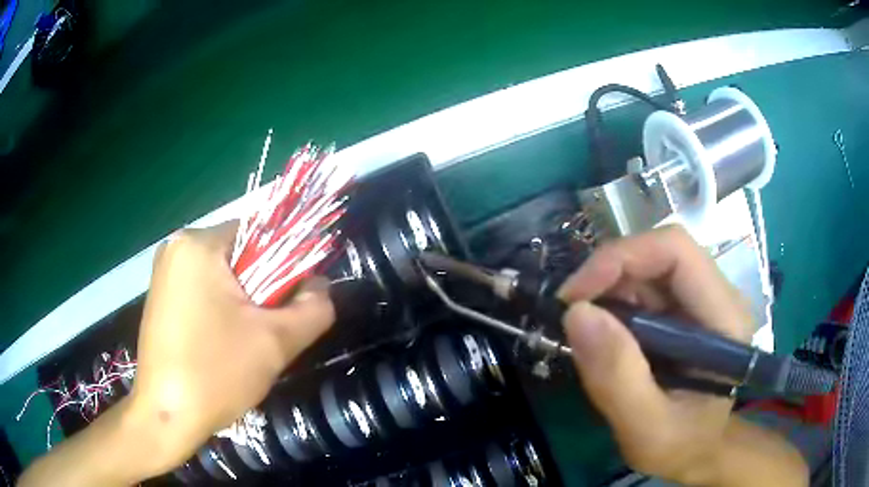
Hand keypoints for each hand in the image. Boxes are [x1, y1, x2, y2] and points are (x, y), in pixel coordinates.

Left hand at [128, 222, 333, 476]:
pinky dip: (220, 311)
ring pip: (222, 277)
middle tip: (266, 333)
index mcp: (199, 244)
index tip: (289, 305)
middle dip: (261, 291)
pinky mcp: (160, 297)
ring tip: (243, 344)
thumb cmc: (216, 374)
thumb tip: (321, 286)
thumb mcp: (276, 342)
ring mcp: (164, 272)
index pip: (260, 234)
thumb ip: (314, 308)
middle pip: (239, 256)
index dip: (285, 266)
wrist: (166, 416)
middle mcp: (177, 247)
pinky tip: (221, 346)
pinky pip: (202, 291)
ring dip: (242, 305)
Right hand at [558, 225, 805, 485]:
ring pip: (648, 269)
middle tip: (572, 316)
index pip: (676, 251)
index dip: (622, 258)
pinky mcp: (685, 310)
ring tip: (587, 335)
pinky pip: (644, 289)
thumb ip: (617, 379)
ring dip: (609, 292)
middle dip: (608, 276)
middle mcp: (717, 296)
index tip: (576, 297)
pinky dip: (615, 306)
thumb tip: (577, 314)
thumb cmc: (683, 446)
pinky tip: (605, 338)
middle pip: (658, 254)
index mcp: (724, 318)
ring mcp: (701, 300)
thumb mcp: (646, 430)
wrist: (700, 452)